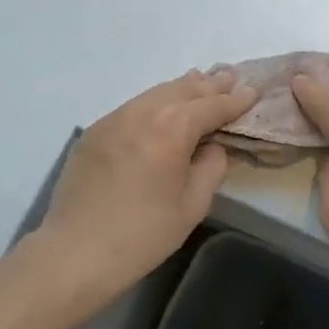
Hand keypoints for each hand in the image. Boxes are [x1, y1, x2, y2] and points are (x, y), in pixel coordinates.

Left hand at [38, 69, 258, 297]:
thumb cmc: (143, 234)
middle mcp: (143, 112)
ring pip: (155, 93)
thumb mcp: (193, 205)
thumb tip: (212, 146)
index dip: (235, 100)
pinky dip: (154, 102)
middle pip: (183, 89)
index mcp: (173, 128)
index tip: (253, 92)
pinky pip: (132, 107)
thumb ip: (211, 166)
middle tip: (230, 76)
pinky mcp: (93, 131)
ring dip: (182, 87)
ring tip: (200, 80)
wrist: (76, 252)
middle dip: (210, 84)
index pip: (212, 105)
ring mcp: (113, 118)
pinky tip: (161, 107)